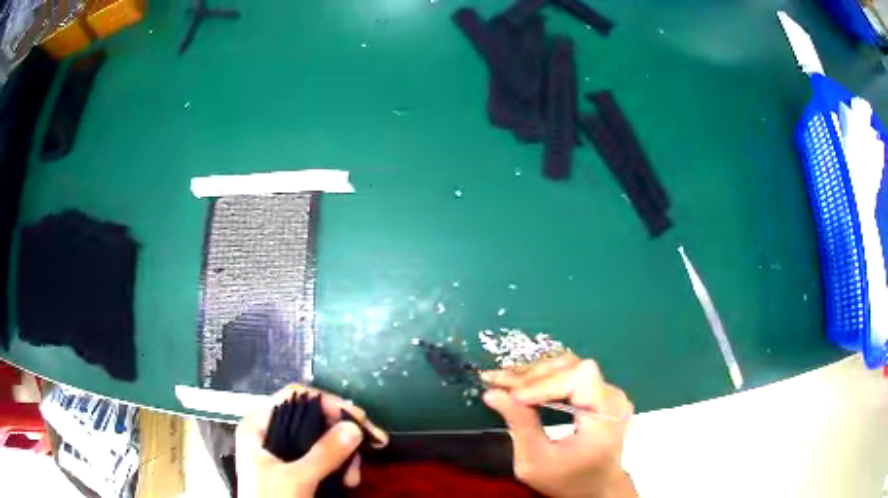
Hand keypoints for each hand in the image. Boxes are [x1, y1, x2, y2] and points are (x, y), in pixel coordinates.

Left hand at [235, 384, 388, 497]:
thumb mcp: (296, 479)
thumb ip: (323, 454)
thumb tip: (354, 427)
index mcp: (258, 425)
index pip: (294, 396)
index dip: (327, 402)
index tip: (358, 419)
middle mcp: (270, 432)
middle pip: (312, 418)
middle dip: (342, 435)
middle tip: (372, 444)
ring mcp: (283, 451)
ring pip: (321, 439)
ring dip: (344, 456)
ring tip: (354, 478)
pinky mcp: (295, 468)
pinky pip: (322, 458)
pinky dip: (339, 467)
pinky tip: (349, 481)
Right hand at [481, 355, 636, 497]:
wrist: (596, 488)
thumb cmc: (567, 480)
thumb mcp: (536, 462)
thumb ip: (519, 425)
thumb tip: (492, 393)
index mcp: (606, 416)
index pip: (580, 377)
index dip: (544, 382)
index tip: (512, 397)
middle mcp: (613, 397)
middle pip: (572, 366)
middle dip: (532, 376)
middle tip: (496, 381)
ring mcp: (609, 392)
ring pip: (569, 365)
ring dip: (534, 373)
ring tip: (505, 381)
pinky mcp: (601, 392)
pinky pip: (571, 374)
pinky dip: (544, 378)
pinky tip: (522, 383)